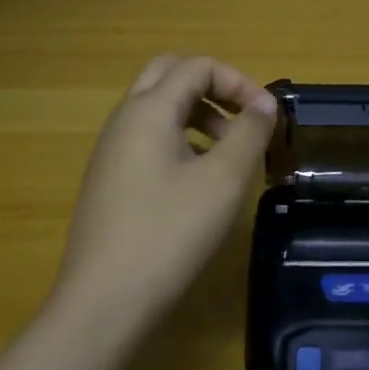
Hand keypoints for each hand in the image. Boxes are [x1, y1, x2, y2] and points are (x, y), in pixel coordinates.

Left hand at [54, 54, 276, 333]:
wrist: (103, 303)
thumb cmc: (169, 233)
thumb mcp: (223, 180)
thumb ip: (249, 132)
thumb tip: (264, 103)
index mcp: (148, 110)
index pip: (197, 66)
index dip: (238, 81)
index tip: (266, 117)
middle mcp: (124, 120)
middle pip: (169, 75)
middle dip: (212, 87)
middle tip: (241, 119)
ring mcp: (111, 151)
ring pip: (156, 107)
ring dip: (196, 114)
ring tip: (227, 153)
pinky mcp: (109, 180)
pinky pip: (146, 138)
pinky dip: (178, 139)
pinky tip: (197, 182)